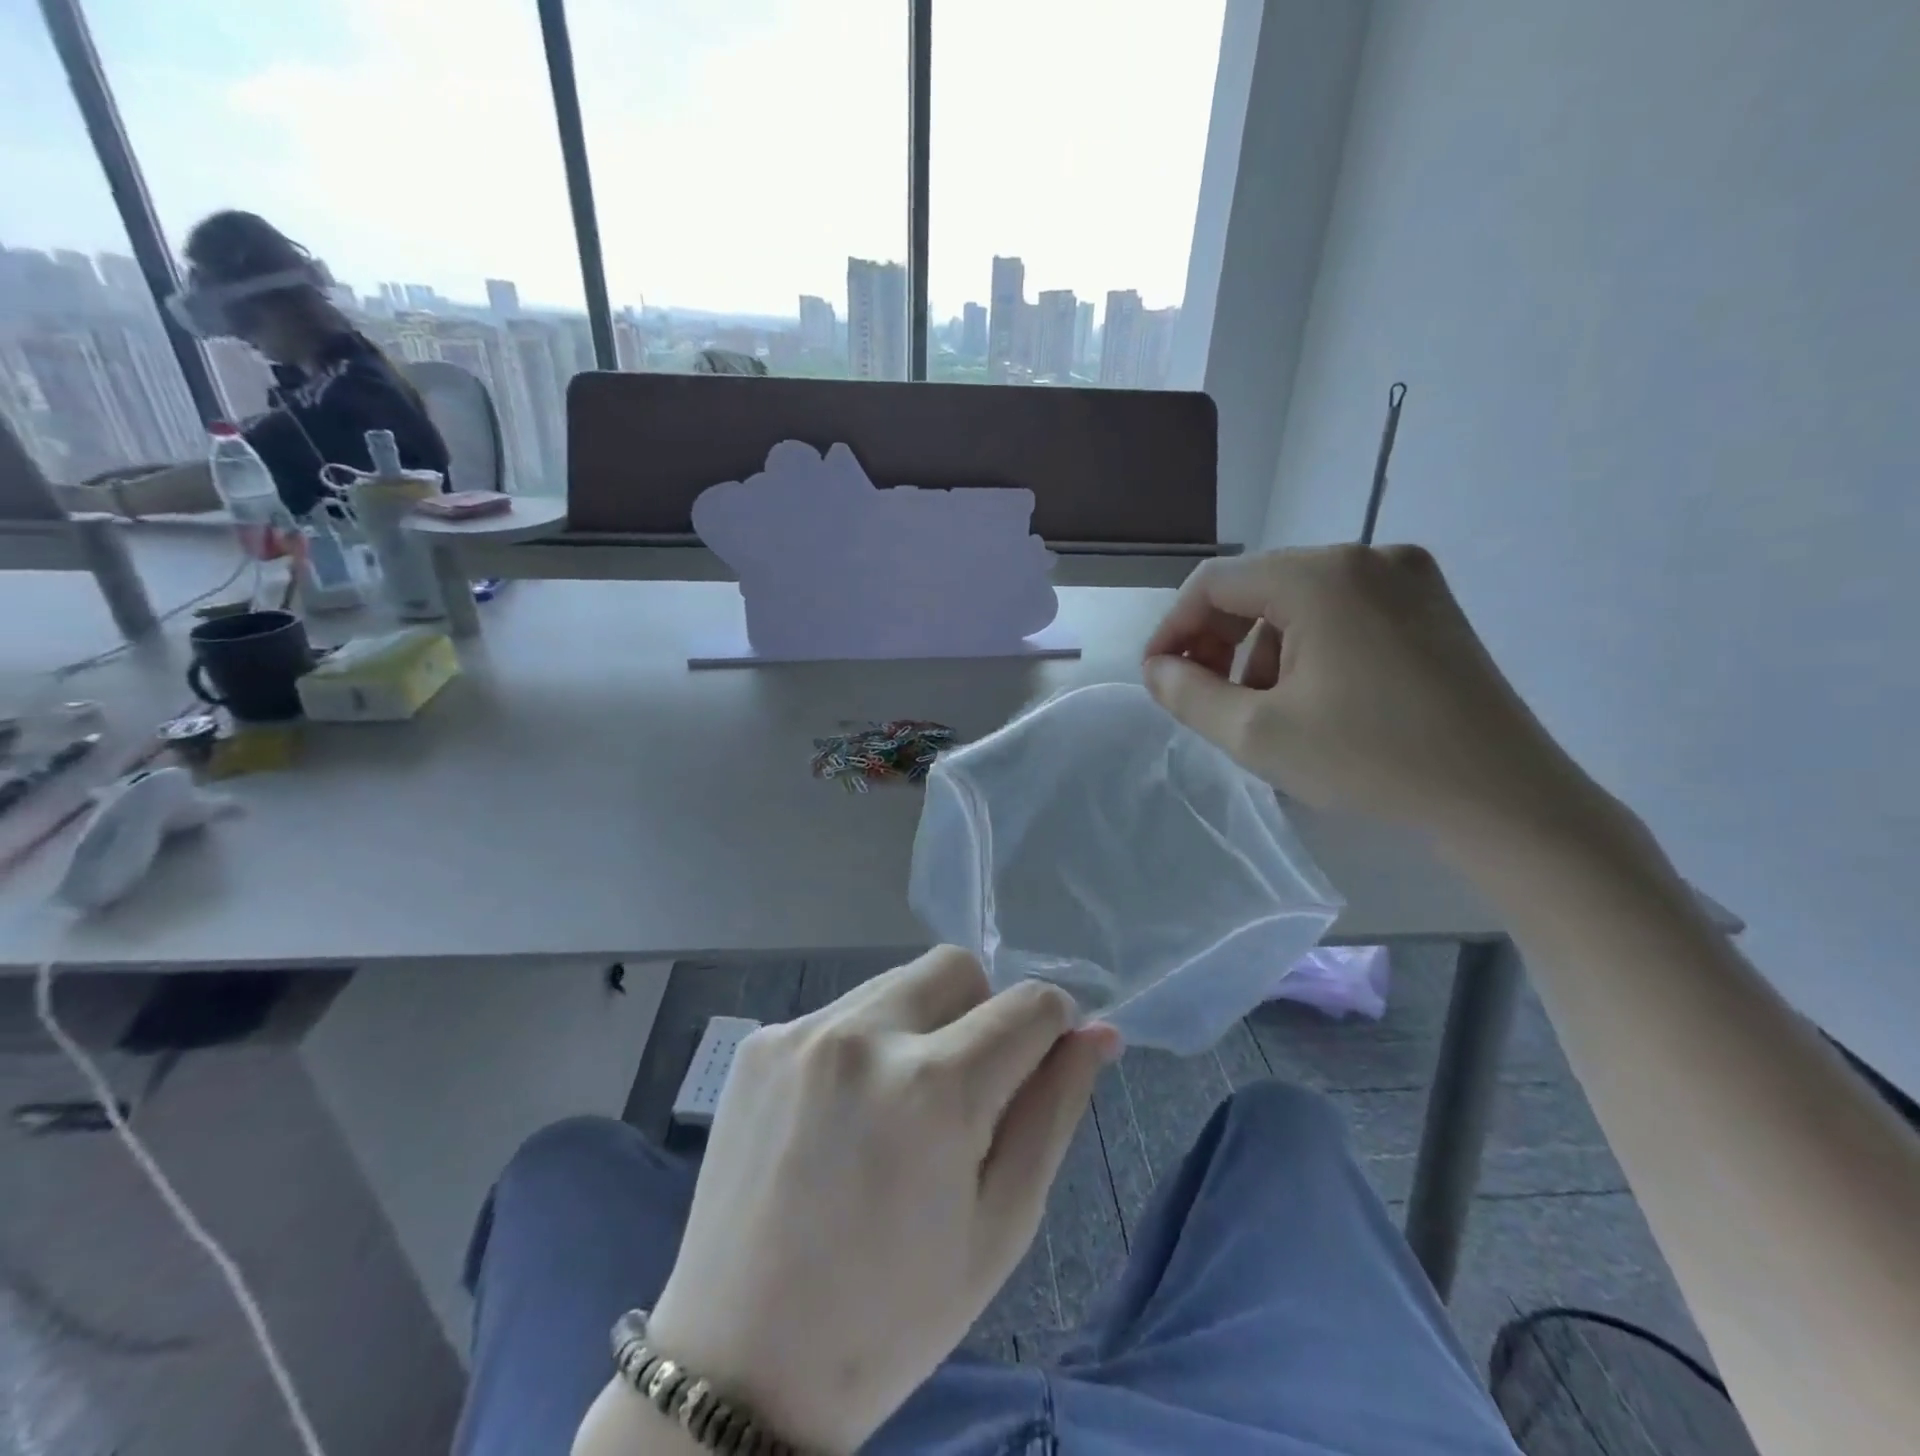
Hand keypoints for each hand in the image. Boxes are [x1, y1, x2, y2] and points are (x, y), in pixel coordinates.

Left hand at [641, 949, 1117, 1452]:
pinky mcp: (760, 1043)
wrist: (741, 1367)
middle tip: (966, 1093)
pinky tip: (842, 1116)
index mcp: (933, 1087)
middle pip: (957, 967)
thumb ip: (1054, 1110)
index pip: (1028, 1003)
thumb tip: (1099, 1033)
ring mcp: (802, 1032)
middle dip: (981, 1012)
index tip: (1041, 1063)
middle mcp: (863, 1035)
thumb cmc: (893, 1315)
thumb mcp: (1000, 1224)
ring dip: (920, 1025)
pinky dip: (864, 1044)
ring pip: (898, 982)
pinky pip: (841, 1011)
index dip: (1051, 1028)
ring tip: (898, 1109)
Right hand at [1143, 546, 1598, 847]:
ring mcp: (1406, 576)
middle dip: (1218, 640)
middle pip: (1258, 586)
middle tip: (1203, 695)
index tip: (1159, 677)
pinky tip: (1313, 695)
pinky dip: (1308, 645)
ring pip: (1299, 599)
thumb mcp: (1256, 734)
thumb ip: (1188, 694)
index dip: (1174, 628)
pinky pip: (1342, 609)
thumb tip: (1157, 668)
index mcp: (1320, 576)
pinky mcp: (1430, 603)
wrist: (1502, 796)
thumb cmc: (1370, 760)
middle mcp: (1364, 556)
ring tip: (1263, 708)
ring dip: (1262, 647)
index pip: (1215, 583)